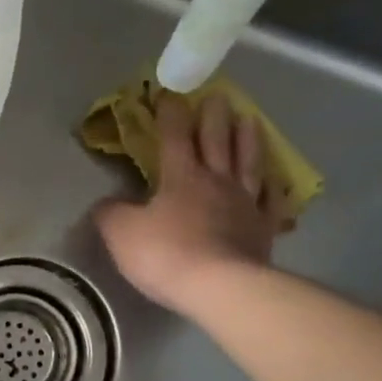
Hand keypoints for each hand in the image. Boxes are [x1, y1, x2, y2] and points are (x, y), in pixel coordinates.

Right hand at [94, 93, 287, 313]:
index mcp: (181, 177)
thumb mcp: (122, 233)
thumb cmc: (166, 255)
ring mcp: (245, 204)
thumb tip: (105, 203)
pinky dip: (273, 188)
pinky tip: (275, 181)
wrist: (219, 286)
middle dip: (214, 116)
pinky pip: (271, 202)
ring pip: (248, 162)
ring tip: (249, 119)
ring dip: (247, 139)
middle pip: (217, 141)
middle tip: (217, 95)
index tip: (169, 94)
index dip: (171, 114)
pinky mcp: (263, 229)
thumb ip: (111, 214)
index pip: (175, 136)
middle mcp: (217, 181)